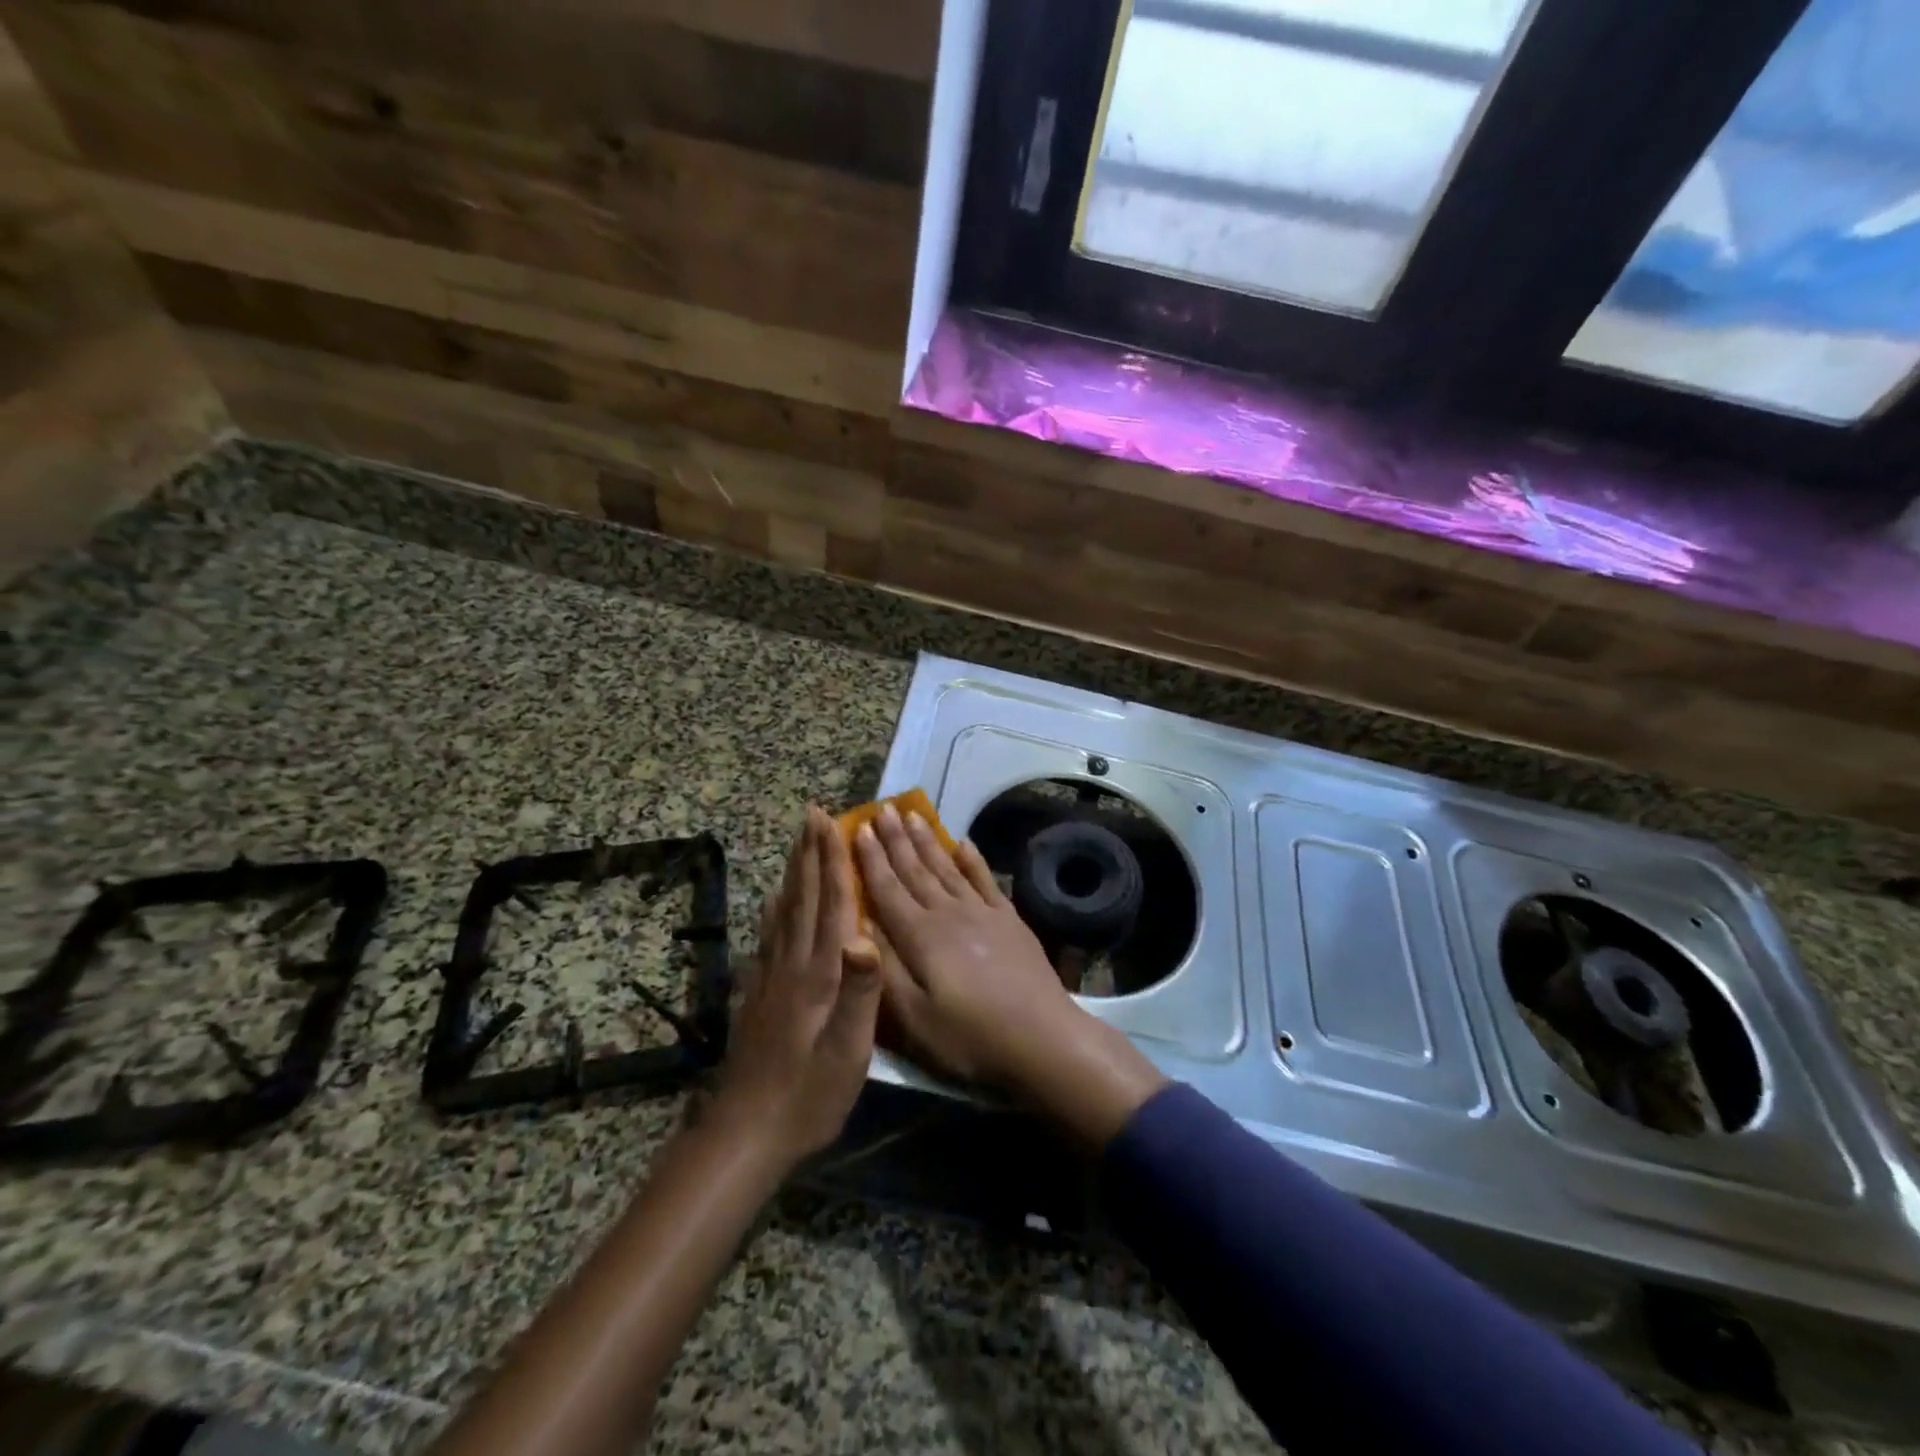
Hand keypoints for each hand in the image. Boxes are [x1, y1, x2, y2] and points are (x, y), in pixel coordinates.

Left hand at [712, 806, 880, 1170]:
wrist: (747, 1133)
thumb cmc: (808, 1095)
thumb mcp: (847, 1053)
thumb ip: (859, 994)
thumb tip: (866, 936)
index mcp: (818, 974)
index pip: (829, 905)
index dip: (832, 861)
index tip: (832, 822)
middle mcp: (792, 964)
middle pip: (803, 897)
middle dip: (810, 853)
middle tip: (813, 814)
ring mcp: (771, 977)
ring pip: (785, 910)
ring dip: (795, 871)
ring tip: (799, 842)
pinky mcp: (760, 993)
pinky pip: (770, 935)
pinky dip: (775, 907)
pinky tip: (774, 898)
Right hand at [854, 804, 1166, 1145]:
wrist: (1042, 1038)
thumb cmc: (969, 1037)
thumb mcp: (914, 1019)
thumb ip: (885, 970)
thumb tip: (858, 927)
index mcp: (920, 936)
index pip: (887, 889)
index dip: (869, 859)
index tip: (856, 828)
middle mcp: (948, 914)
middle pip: (915, 869)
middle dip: (895, 839)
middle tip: (880, 809)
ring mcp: (982, 913)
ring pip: (946, 868)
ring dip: (927, 840)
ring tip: (912, 814)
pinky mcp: (1008, 920)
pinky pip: (985, 880)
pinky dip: (972, 859)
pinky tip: (963, 843)